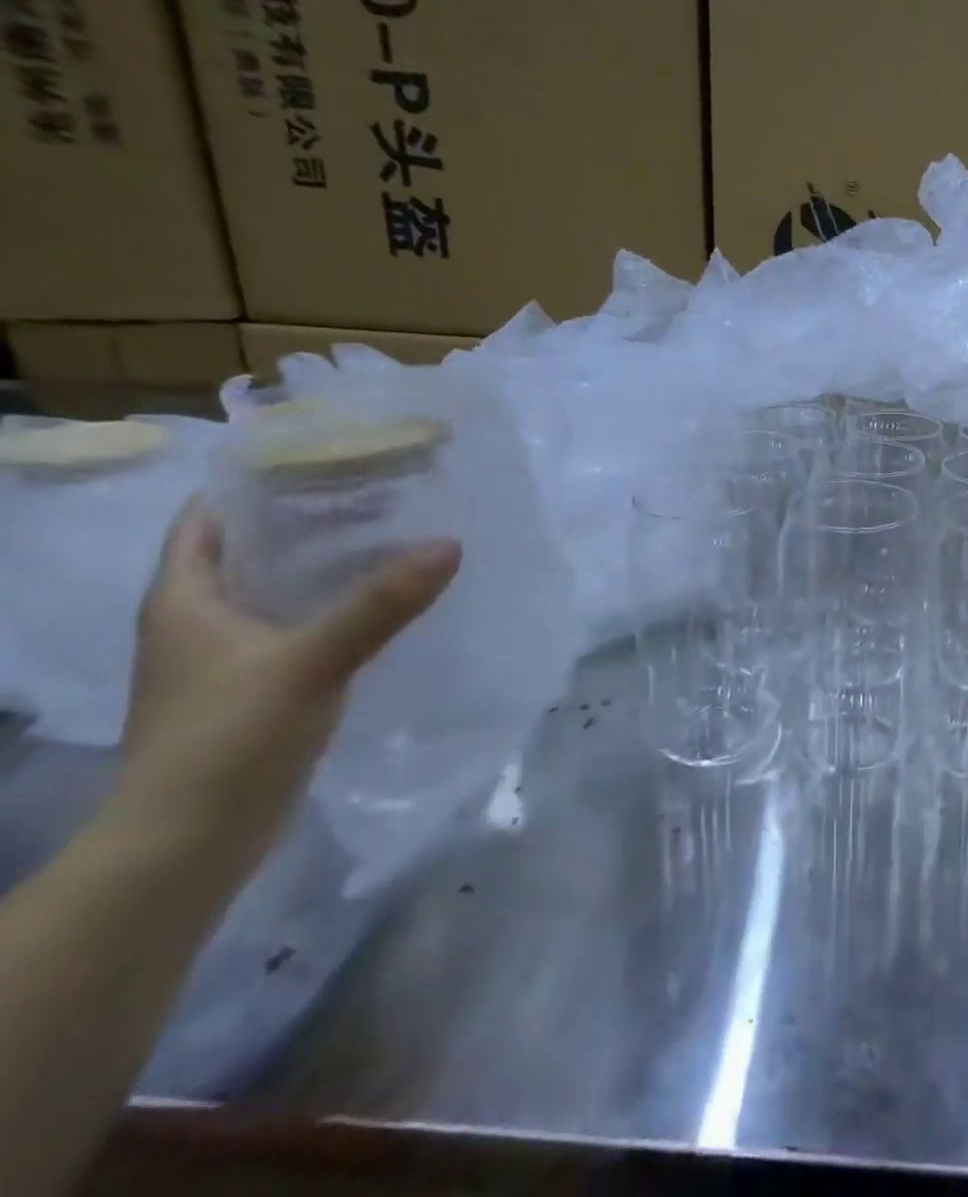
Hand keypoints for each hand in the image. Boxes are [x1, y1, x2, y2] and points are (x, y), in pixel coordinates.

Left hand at [116, 503, 460, 864]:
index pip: (206, 519)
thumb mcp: (312, 660)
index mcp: (184, 599)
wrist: (190, 842)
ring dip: (326, 567)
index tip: (325, 460)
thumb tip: (449, 544)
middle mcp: (198, 621)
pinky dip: (334, 609)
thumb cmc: (229, 737)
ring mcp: (225, 659)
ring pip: (277, 591)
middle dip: (308, 522)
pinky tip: (385, 607)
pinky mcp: (256, 689)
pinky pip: (297, 628)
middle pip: (248, 550)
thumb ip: (381, 603)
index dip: (255, 484)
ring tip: (393, 540)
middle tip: (380, 495)